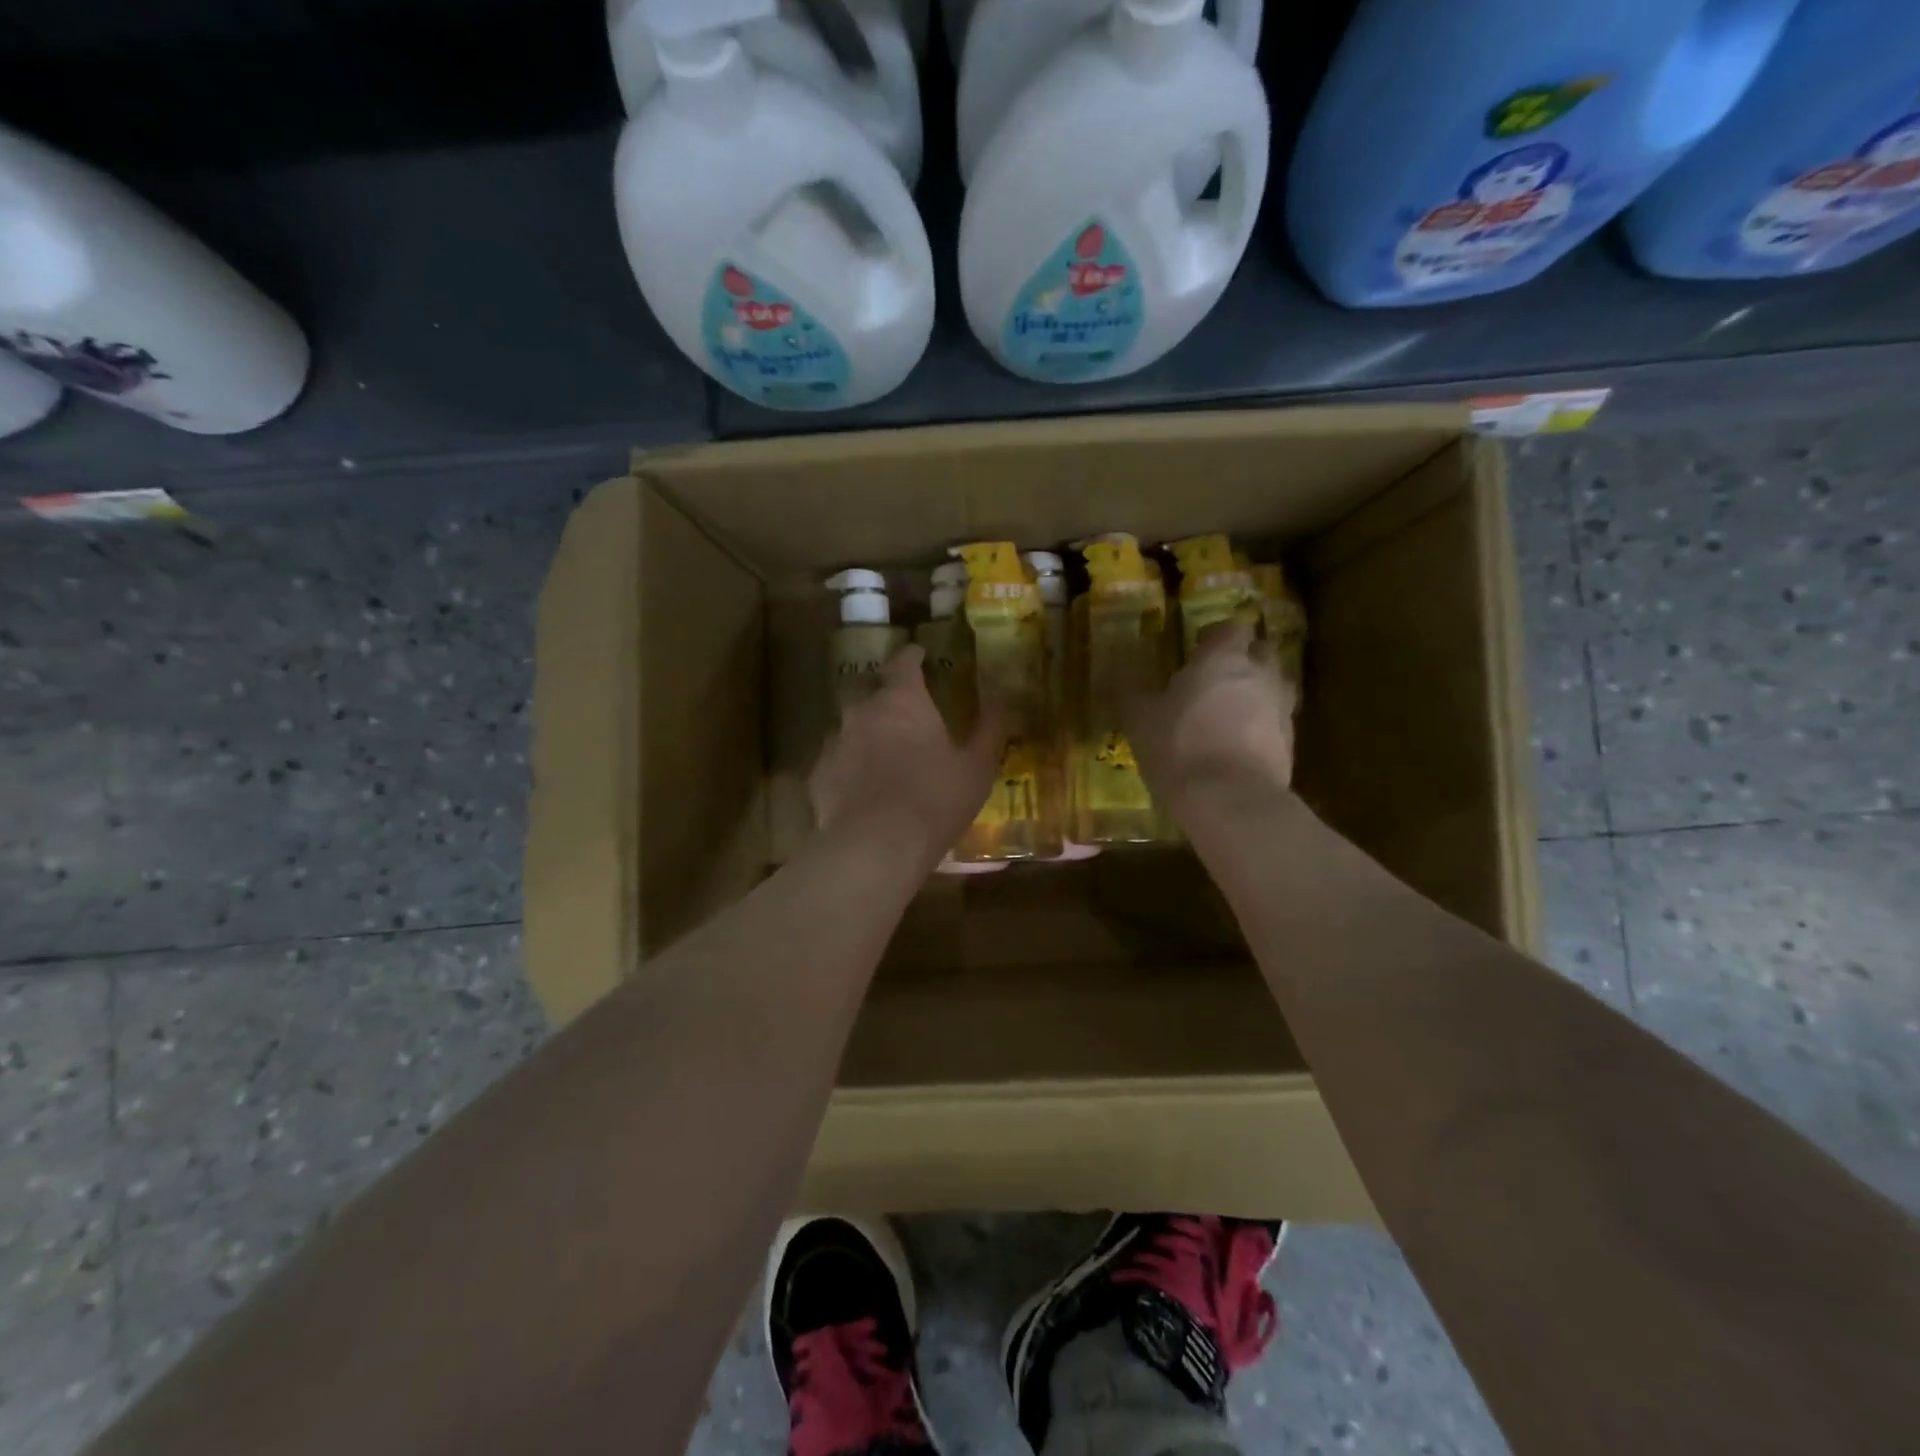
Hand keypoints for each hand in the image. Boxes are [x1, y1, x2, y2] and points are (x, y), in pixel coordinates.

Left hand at [810, 645, 1007, 869]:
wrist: (876, 846)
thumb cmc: (934, 799)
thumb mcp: (976, 767)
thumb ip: (988, 731)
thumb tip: (1002, 703)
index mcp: (902, 700)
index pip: (903, 663)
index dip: (911, 656)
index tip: (919, 654)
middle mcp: (862, 712)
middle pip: (870, 691)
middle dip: (885, 696)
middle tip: (903, 712)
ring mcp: (834, 742)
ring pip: (849, 727)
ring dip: (866, 734)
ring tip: (883, 756)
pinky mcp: (818, 776)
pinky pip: (836, 762)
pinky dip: (849, 768)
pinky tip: (861, 790)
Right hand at [1126, 621, 1294, 819]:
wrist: (1231, 799)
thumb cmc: (1179, 746)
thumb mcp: (1140, 720)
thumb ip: (1133, 694)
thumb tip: (1119, 679)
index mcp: (1223, 658)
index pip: (1230, 628)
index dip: (1215, 637)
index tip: (1197, 648)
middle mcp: (1260, 675)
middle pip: (1262, 652)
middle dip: (1244, 659)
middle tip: (1217, 678)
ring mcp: (1281, 709)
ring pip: (1275, 687)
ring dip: (1257, 693)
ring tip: (1230, 713)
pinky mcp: (1291, 744)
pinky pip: (1276, 723)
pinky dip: (1261, 728)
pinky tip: (1239, 746)